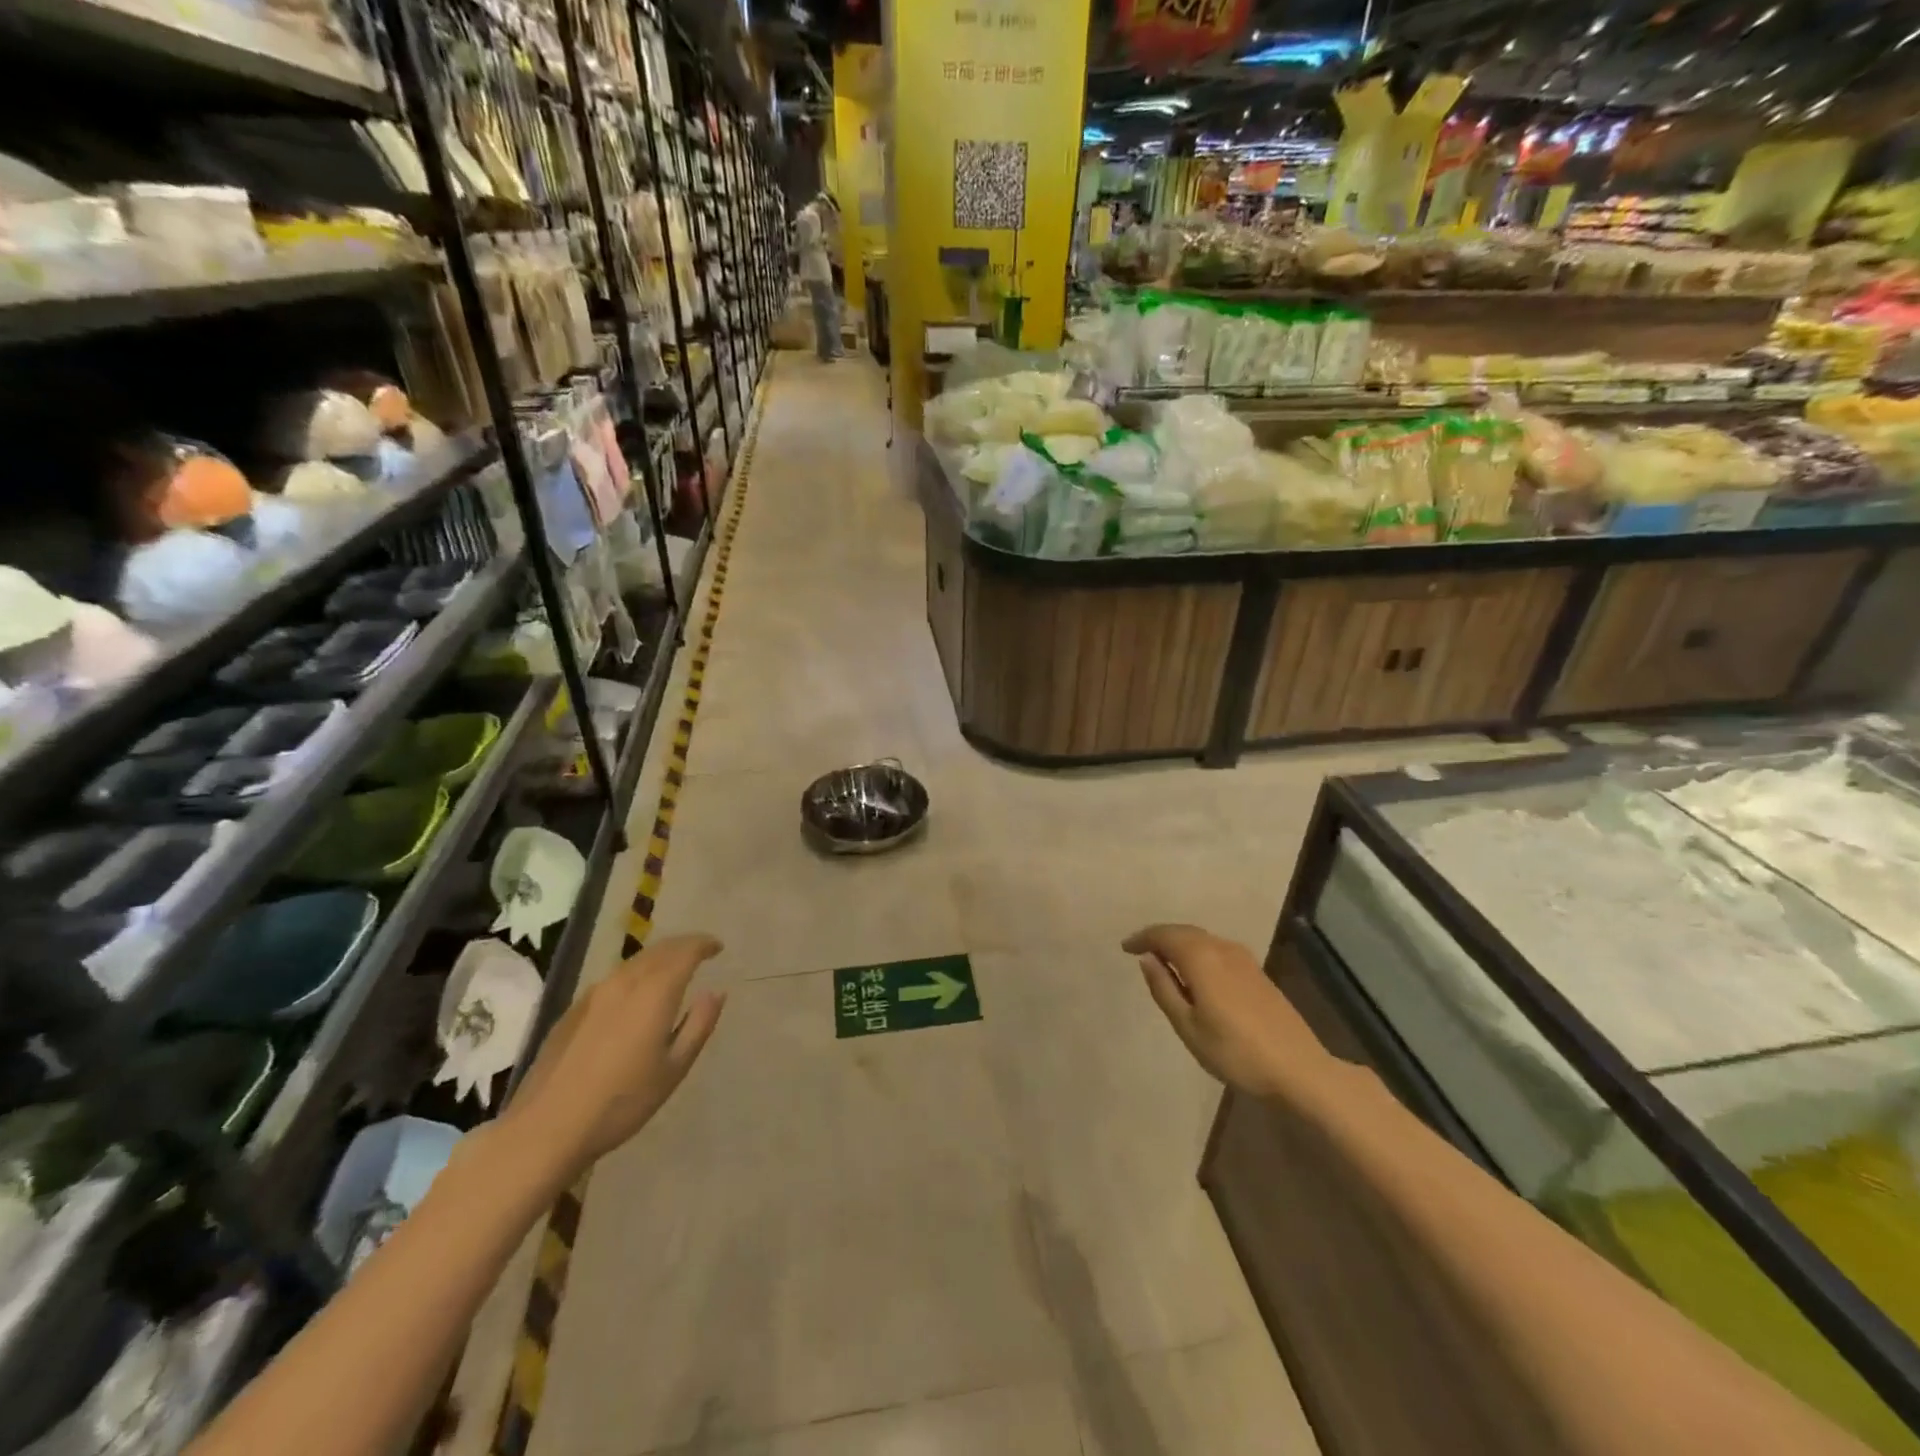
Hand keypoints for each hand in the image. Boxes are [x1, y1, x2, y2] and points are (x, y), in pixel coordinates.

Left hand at [505, 934, 726, 1176]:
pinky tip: (634, 995)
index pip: (685, 952)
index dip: (704, 944)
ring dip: (657, 958)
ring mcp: (594, 995)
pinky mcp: (573, 1010)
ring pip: (633, 962)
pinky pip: (613, 979)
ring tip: (671, 969)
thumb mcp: (674, 1068)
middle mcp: (625, 982)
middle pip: (658, 950)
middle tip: (699, 952)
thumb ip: (699, 1025)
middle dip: (682, 946)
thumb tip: (715, 992)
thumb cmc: (622, 1101)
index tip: (718, 947)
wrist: (547, 1128)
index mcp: (655, 992)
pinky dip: (634, 974)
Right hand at [1123, 924, 1325, 1097]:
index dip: (1142, 938)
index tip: (1125, 948)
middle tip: (1140, 951)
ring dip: (1180, 943)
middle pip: (1184, 932)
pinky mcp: (1257, 972)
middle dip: (1160, 937)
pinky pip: (1217, 949)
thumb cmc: (1235, 1052)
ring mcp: (1244, 958)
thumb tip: (1147, 959)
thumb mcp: (1188, 1027)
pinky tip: (1195, 972)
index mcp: (1201, 958)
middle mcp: (1222, 948)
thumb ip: (1164, 989)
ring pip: (1203, 939)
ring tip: (1163, 961)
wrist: (1299, 1070)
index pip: (1164, 935)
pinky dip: (1198, 952)